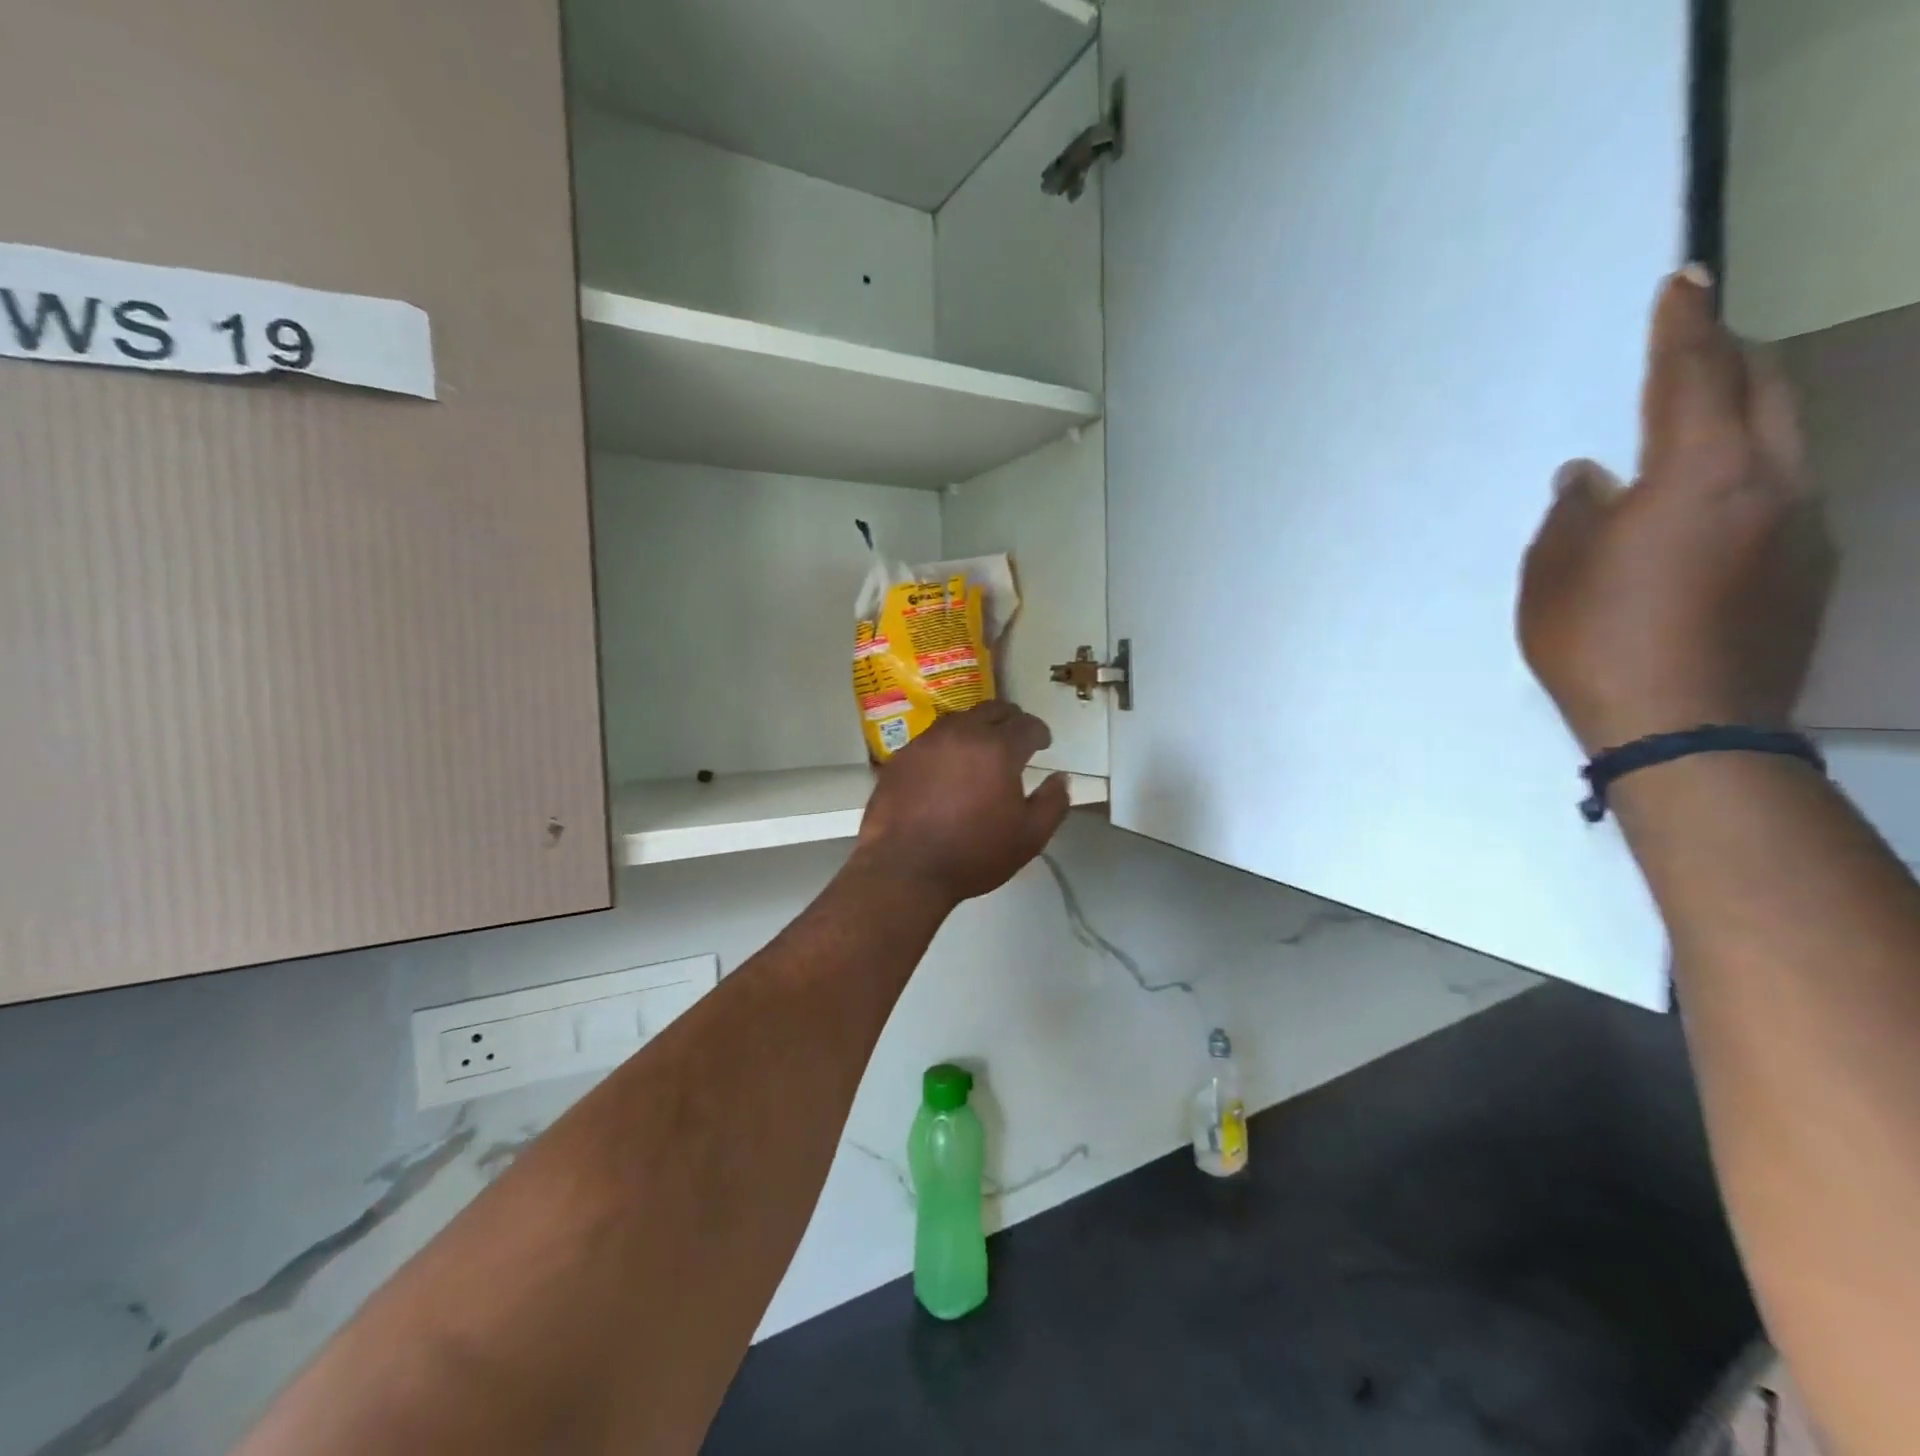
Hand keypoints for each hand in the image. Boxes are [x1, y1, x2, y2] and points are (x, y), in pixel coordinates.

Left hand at [854, 702, 1070, 905]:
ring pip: (959, 720)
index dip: (1040, 732)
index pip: (1027, 724)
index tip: (1043, 744)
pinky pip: (930, 739)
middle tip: (1015, 737)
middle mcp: (962, 733)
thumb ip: (1052, 803)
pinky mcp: (900, 757)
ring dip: (976, 728)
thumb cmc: (973, 854)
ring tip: (980, 749)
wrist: (905, 869)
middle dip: (1009, 720)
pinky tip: (945, 767)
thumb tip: (1061, 778)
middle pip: (992, 710)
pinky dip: (946, 745)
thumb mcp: (1029, 838)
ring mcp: (926, 742)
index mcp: (998, 748)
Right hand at [1519, 267, 1835, 753]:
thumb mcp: (1551, 574)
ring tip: (1692, 432)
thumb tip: (1592, 477)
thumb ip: (1572, 513)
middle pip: (1766, 388)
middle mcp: (1772, 481)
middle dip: (1729, 357)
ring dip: (1742, 417)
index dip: (1685, 324)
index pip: (1694, 375)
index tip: (1685, 279)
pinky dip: (1746, 475)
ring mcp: (1806, 523)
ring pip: (1785, 437)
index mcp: (1700, 474)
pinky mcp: (1813, 564)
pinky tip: (1704, 512)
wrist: (1687, 727)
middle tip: (1694, 346)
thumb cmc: (1597, 642)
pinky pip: (1784, 490)